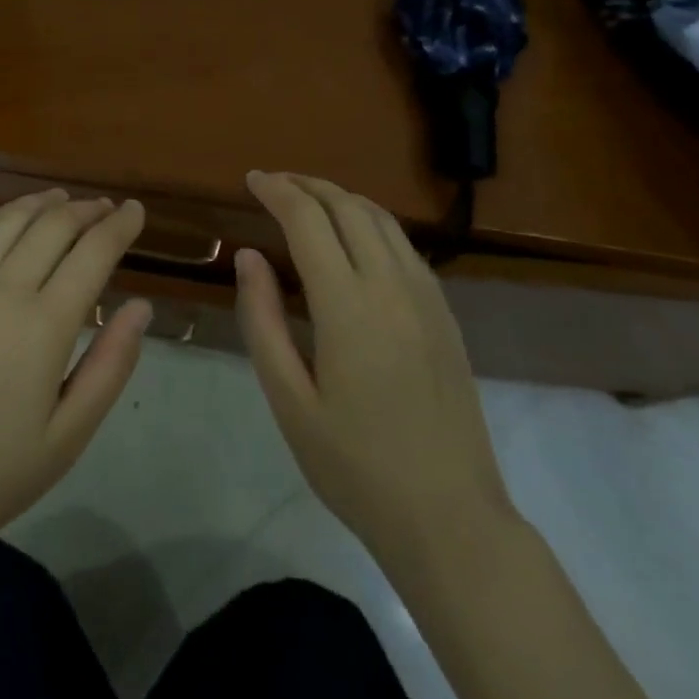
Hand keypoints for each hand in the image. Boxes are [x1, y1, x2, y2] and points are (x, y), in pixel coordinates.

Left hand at [0, 190, 150, 558]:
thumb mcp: (70, 434)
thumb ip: (111, 364)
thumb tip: (141, 307)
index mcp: (44, 324)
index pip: (93, 252)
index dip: (119, 225)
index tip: (135, 210)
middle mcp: (1, 289)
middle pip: (53, 225)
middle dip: (86, 210)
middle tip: (106, 209)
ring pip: (9, 219)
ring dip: (42, 203)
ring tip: (63, 200)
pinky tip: (8, 219)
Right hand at [235, 172, 512, 560]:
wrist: (451, 519)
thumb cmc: (356, 467)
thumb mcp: (289, 401)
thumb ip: (262, 320)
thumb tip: (248, 256)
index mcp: (348, 305)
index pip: (307, 220)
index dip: (276, 191)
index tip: (251, 179)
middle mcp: (391, 285)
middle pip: (347, 206)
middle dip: (306, 185)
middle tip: (273, 184)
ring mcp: (425, 296)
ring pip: (381, 218)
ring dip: (340, 197)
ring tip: (308, 200)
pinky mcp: (444, 312)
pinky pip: (403, 244)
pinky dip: (370, 222)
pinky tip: (354, 239)